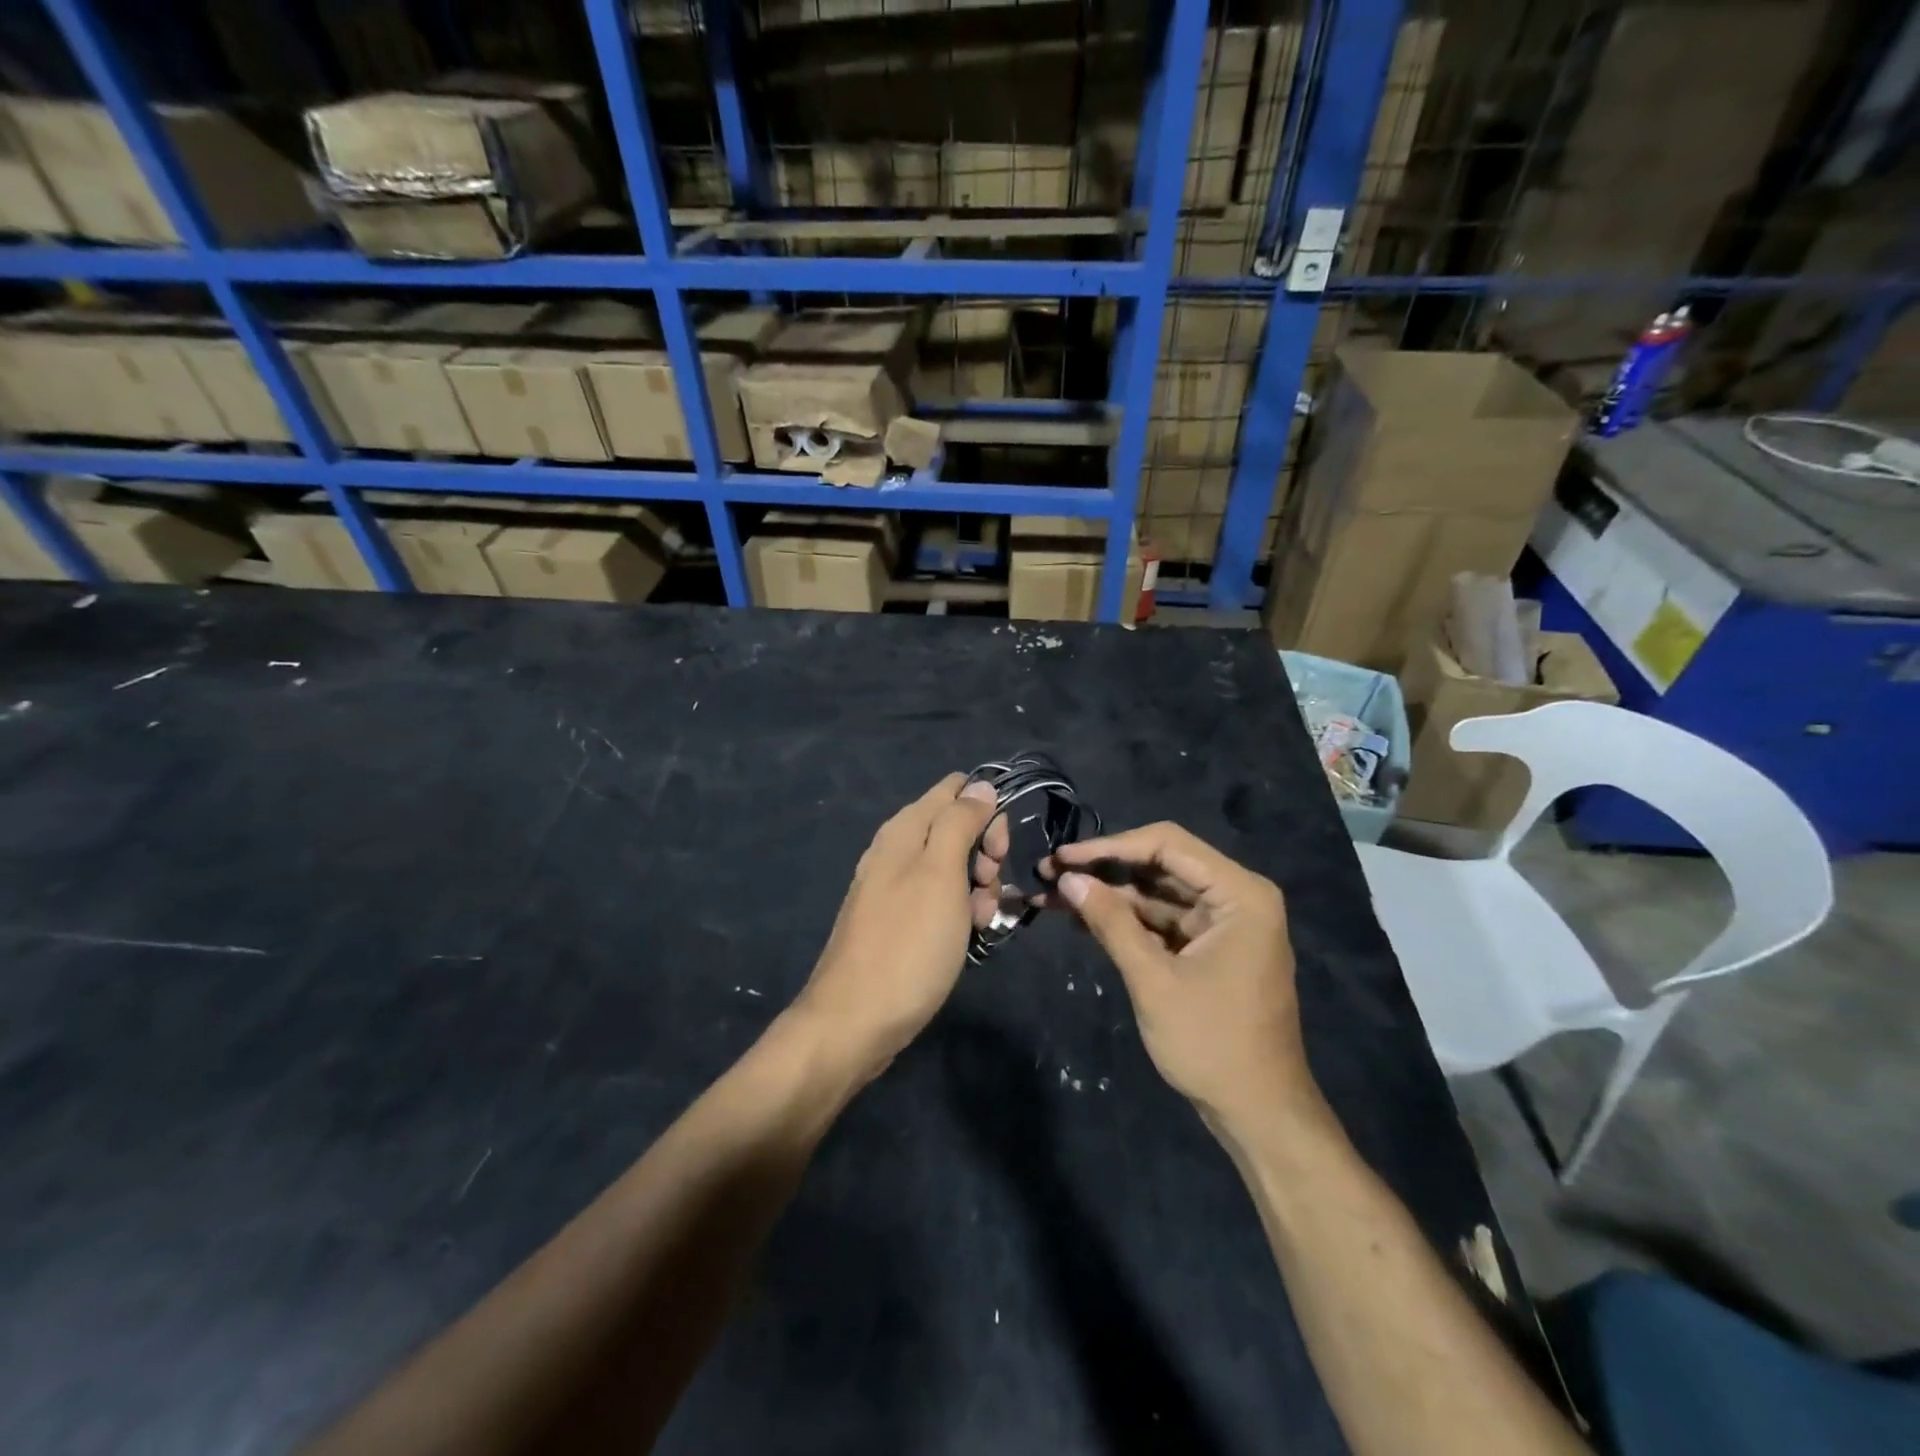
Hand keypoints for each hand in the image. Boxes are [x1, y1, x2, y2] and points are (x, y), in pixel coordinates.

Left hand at [796, 774, 1006, 1079]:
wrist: (855, 1022)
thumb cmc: (907, 944)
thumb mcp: (941, 874)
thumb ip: (960, 823)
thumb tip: (980, 785)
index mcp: (904, 830)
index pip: (955, 790)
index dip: (986, 813)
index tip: (997, 851)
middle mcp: (896, 851)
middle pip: (957, 830)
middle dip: (984, 856)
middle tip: (986, 890)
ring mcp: (894, 888)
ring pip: (953, 870)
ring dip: (977, 891)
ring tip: (975, 924)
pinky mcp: (898, 922)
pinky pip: (939, 901)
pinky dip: (958, 914)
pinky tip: (964, 940)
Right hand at [1048, 823, 1321, 1129]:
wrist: (1259, 1114)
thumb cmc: (1212, 1044)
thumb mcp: (1154, 980)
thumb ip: (1111, 923)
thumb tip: (1067, 879)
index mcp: (1240, 894)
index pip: (1167, 844)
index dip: (1110, 846)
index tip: (1063, 858)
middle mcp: (1236, 897)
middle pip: (1161, 865)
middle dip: (1104, 870)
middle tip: (1049, 873)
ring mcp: (1224, 923)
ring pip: (1157, 893)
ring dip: (1109, 895)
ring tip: (1053, 895)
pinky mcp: (1210, 947)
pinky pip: (1163, 920)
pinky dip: (1126, 920)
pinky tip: (1083, 919)